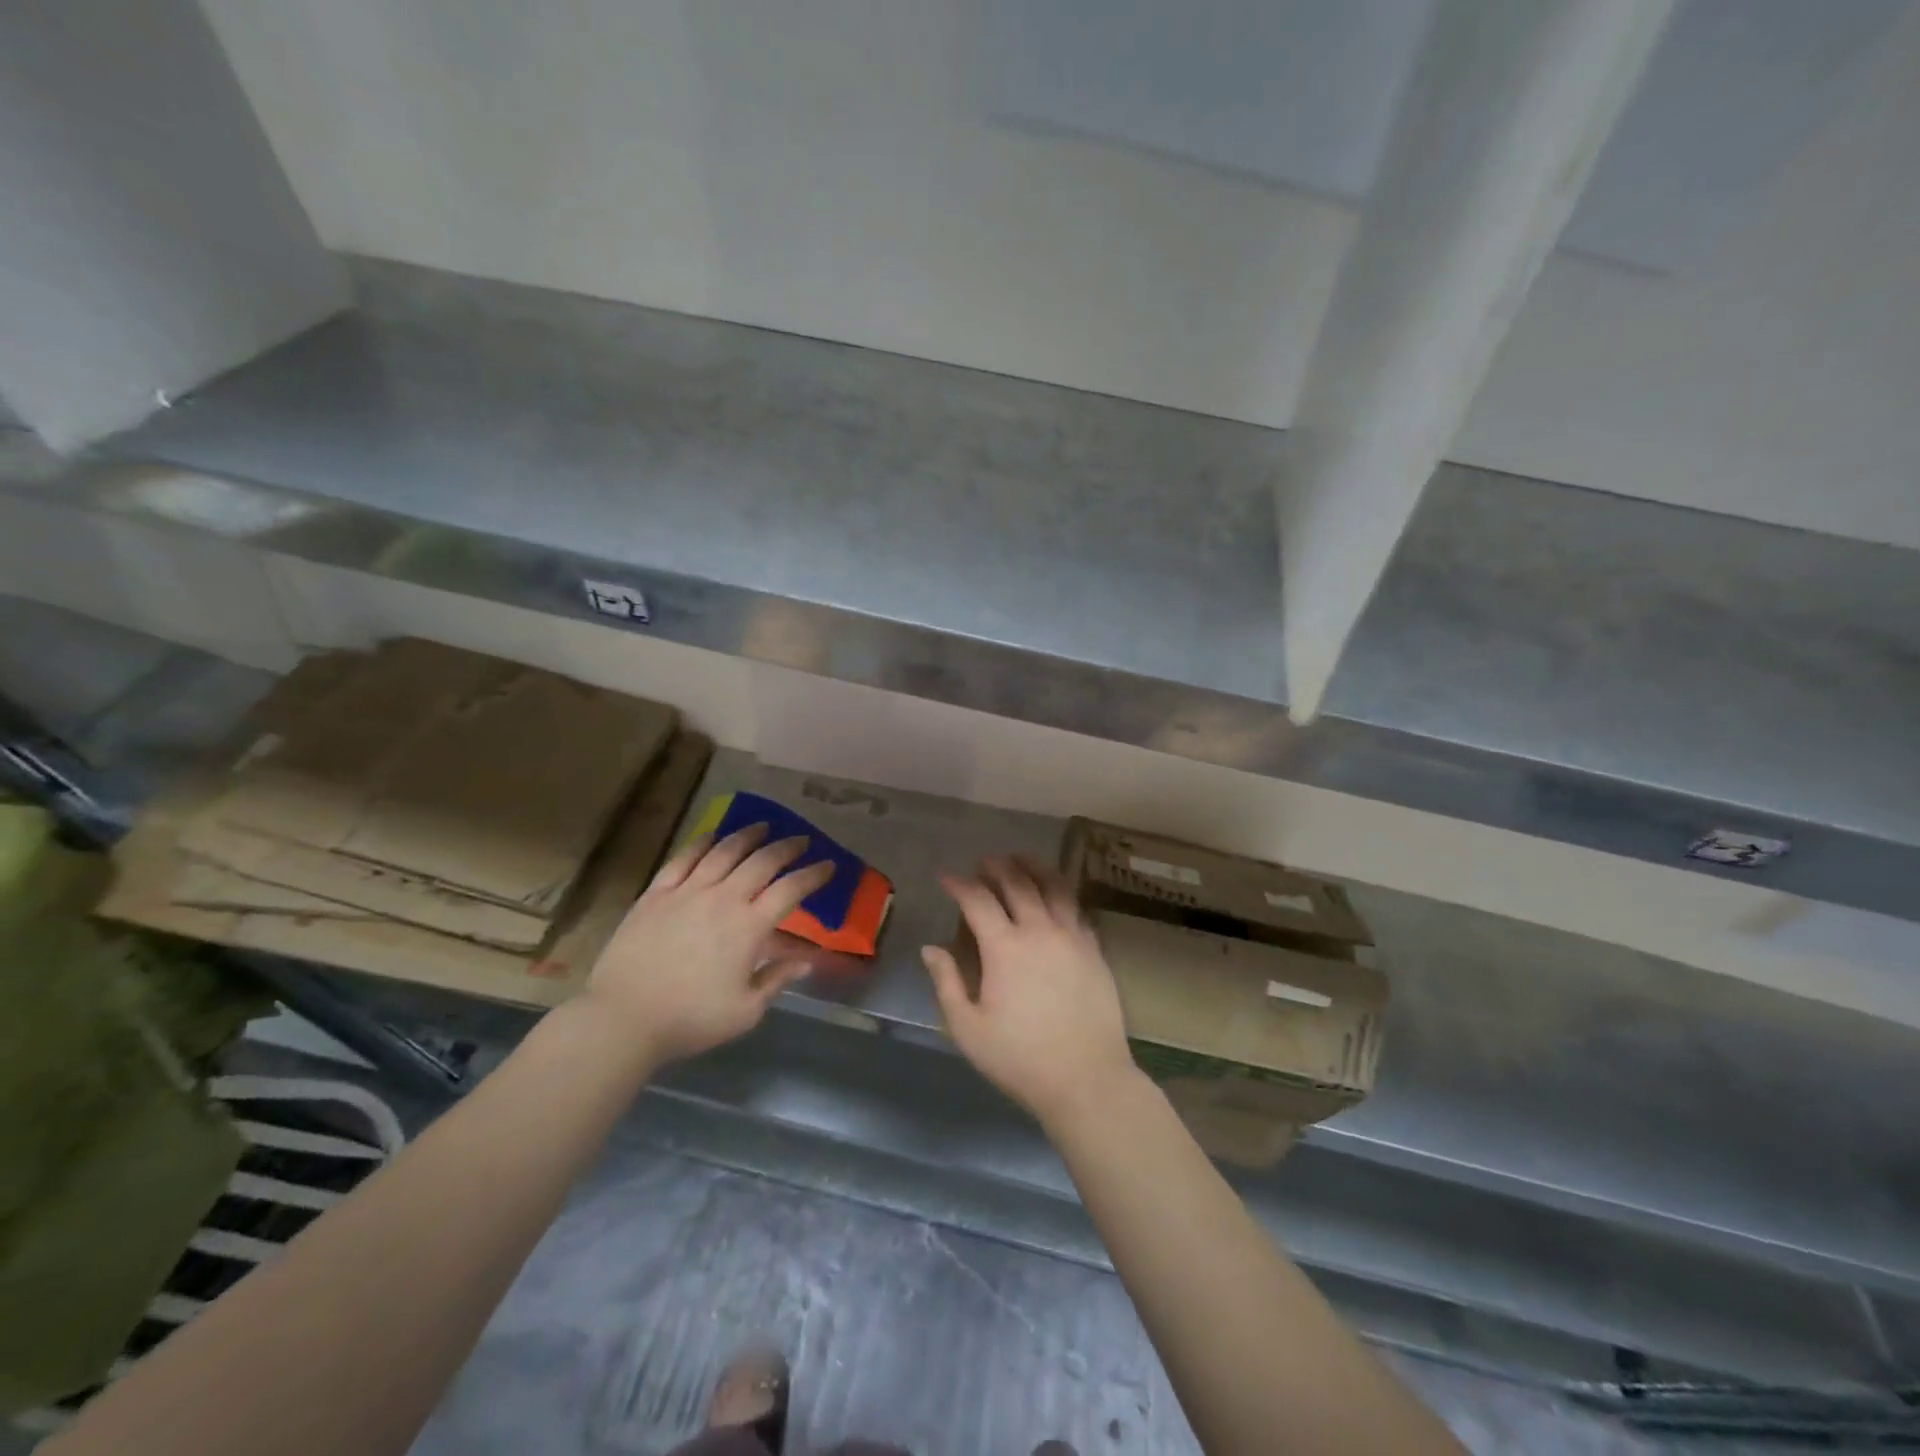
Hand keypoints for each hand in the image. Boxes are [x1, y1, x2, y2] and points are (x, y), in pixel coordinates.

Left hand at [585, 825, 834, 1068]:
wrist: (623, 1018)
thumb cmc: (690, 1019)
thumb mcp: (746, 1011)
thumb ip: (778, 980)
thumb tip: (808, 961)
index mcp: (749, 927)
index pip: (790, 890)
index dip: (813, 875)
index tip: (828, 866)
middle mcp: (723, 898)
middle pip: (762, 861)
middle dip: (787, 847)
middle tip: (801, 841)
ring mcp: (687, 892)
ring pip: (724, 851)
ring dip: (748, 836)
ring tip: (763, 827)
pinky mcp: (656, 894)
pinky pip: (684, 858)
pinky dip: (702, 842)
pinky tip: (712, 836)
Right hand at [922, 855, 1142, 1127]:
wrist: (1087, 1079)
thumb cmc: (1020, 1058)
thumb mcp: (968, 1029)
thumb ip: (947, 983)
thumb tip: (930, 949)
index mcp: (1005, 947)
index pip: (977, 900)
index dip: (959, 884)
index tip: (946, 877)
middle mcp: (1040, 930)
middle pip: (1018, 882)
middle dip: (997, 866)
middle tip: (984, 861)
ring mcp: (1072, 936)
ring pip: (1053, 886)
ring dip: (1034, 867)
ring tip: (1022, 859)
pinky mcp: (1094, 949)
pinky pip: (1076, 907)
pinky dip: (1061, 891)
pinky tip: (1055, 894)